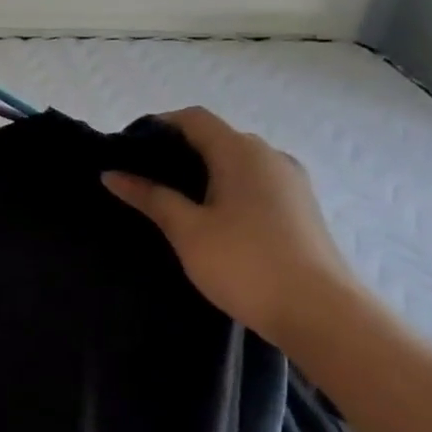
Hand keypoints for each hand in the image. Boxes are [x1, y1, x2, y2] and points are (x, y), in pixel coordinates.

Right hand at [102, 106, 359, 346]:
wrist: (319, 312)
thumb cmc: (244, 263)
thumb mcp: (187, 230)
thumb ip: (150, 197)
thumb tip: (112, 174)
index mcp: (241, 152)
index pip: (194, 119)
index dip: (159, 125)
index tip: (128, 149)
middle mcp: (270, 156)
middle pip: (216, 138)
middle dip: (178, 151)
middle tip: (142, 180)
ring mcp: (291, 182)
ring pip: (237, 163)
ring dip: (203, 173)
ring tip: (170, 202)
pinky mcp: (300, 207)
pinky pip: (254, 183)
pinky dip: (226, 189)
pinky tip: (209, 220)